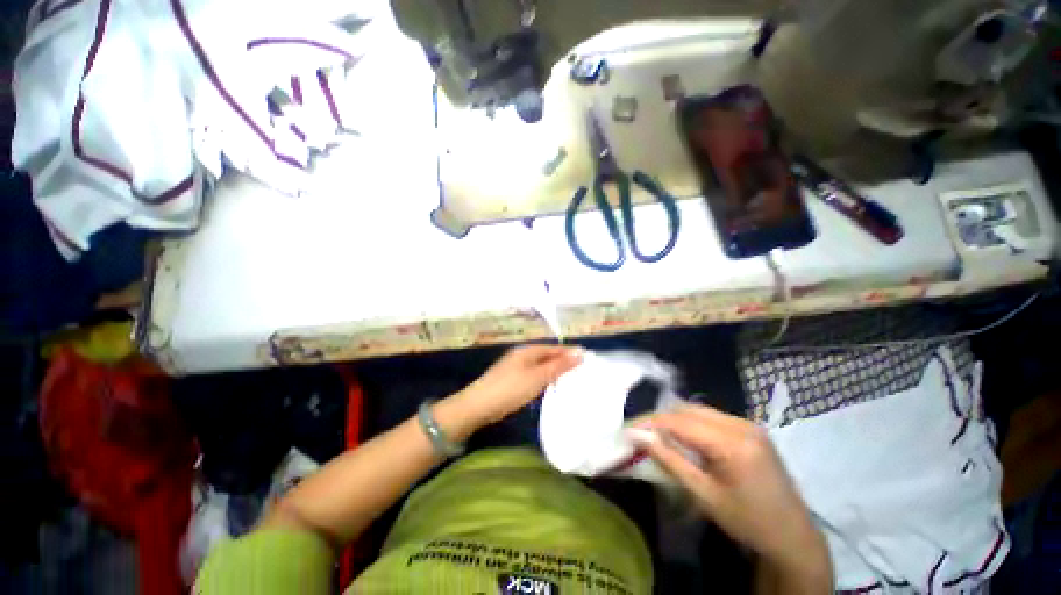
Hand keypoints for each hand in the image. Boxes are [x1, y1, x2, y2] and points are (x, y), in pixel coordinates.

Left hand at [451, 345, 582, 429]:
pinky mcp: (509, 378)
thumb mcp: (538, 377)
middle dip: (562, 360)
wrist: (478, 406)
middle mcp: (521, 354)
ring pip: (539, 365)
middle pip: (546, 355)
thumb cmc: (510, 389)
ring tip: (569, 378)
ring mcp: (513, 366)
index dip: (569, 352)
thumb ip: (558, 366)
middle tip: (580, 370)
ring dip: (553, 369)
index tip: (586, 358)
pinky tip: (547, 386)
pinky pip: (532, 373)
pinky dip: (543, 377)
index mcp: (527, 351)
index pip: (553, 348)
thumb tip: (580, 353)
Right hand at [636, 406, 829, 577]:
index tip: (627, 429)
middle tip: (639, 431)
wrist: (792, 534)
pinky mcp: (749, 427)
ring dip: (674, 418)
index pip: (679, 422)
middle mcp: (741, 425)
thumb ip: (669, 460)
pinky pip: (710, 416)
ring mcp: (748, 424)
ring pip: (697, 409)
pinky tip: (681, 435)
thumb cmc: (747, 521)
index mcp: (733, 444)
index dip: (650, 422)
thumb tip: (638, 436)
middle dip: (659, 418)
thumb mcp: (703, 495)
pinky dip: (690, 422)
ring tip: (655, 432)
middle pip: (687, 410)